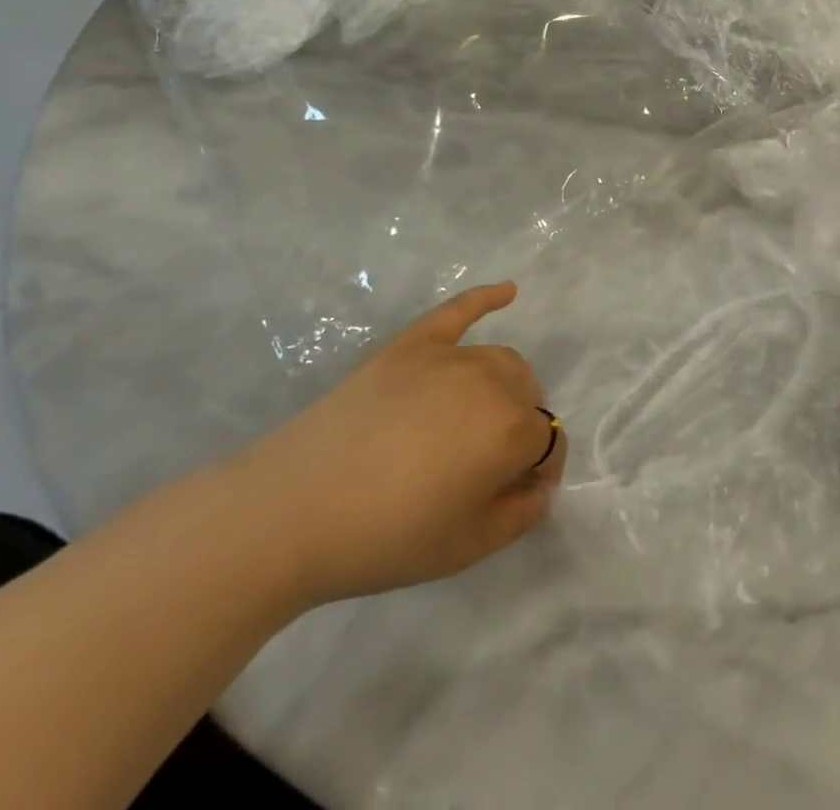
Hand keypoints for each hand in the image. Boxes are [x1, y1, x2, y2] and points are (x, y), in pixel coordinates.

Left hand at [231, 282, 564, 606]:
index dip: (538, 472)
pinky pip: (459, 311)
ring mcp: (449, 356)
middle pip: (528, 396)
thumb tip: (540, 488)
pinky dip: (486, 298)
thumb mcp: (465, 548)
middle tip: (487, 467)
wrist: (291, 510)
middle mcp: (490, 380)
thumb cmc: (384, 538)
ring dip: (505, 387)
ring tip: (477, 420)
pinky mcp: (412, 344)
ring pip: (501, 360)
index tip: (517, 496)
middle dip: (522, 428)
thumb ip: (519, 516)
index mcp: (509, 430)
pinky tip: (507, 291)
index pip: (548, 443)